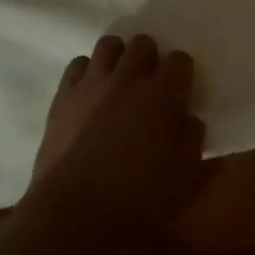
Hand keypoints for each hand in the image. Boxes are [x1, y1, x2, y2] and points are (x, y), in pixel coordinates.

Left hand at [28, 33, 206, 236]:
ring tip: (119, 81)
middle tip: (150, 84)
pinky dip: (88, 71)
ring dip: (119, 57)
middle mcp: (127, 79)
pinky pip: (78, 64)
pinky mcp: (63, 96)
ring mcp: (91, 84)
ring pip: (108, 45)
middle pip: (142, 44)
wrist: (75, 211)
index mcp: (163, 96)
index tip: (181, 90)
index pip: (180, 60)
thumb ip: (192, 140)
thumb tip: (188, 119)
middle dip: (150, 58)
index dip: (183, 72)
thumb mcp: (184, 177)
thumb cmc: (138, 198)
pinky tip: (91, 93)